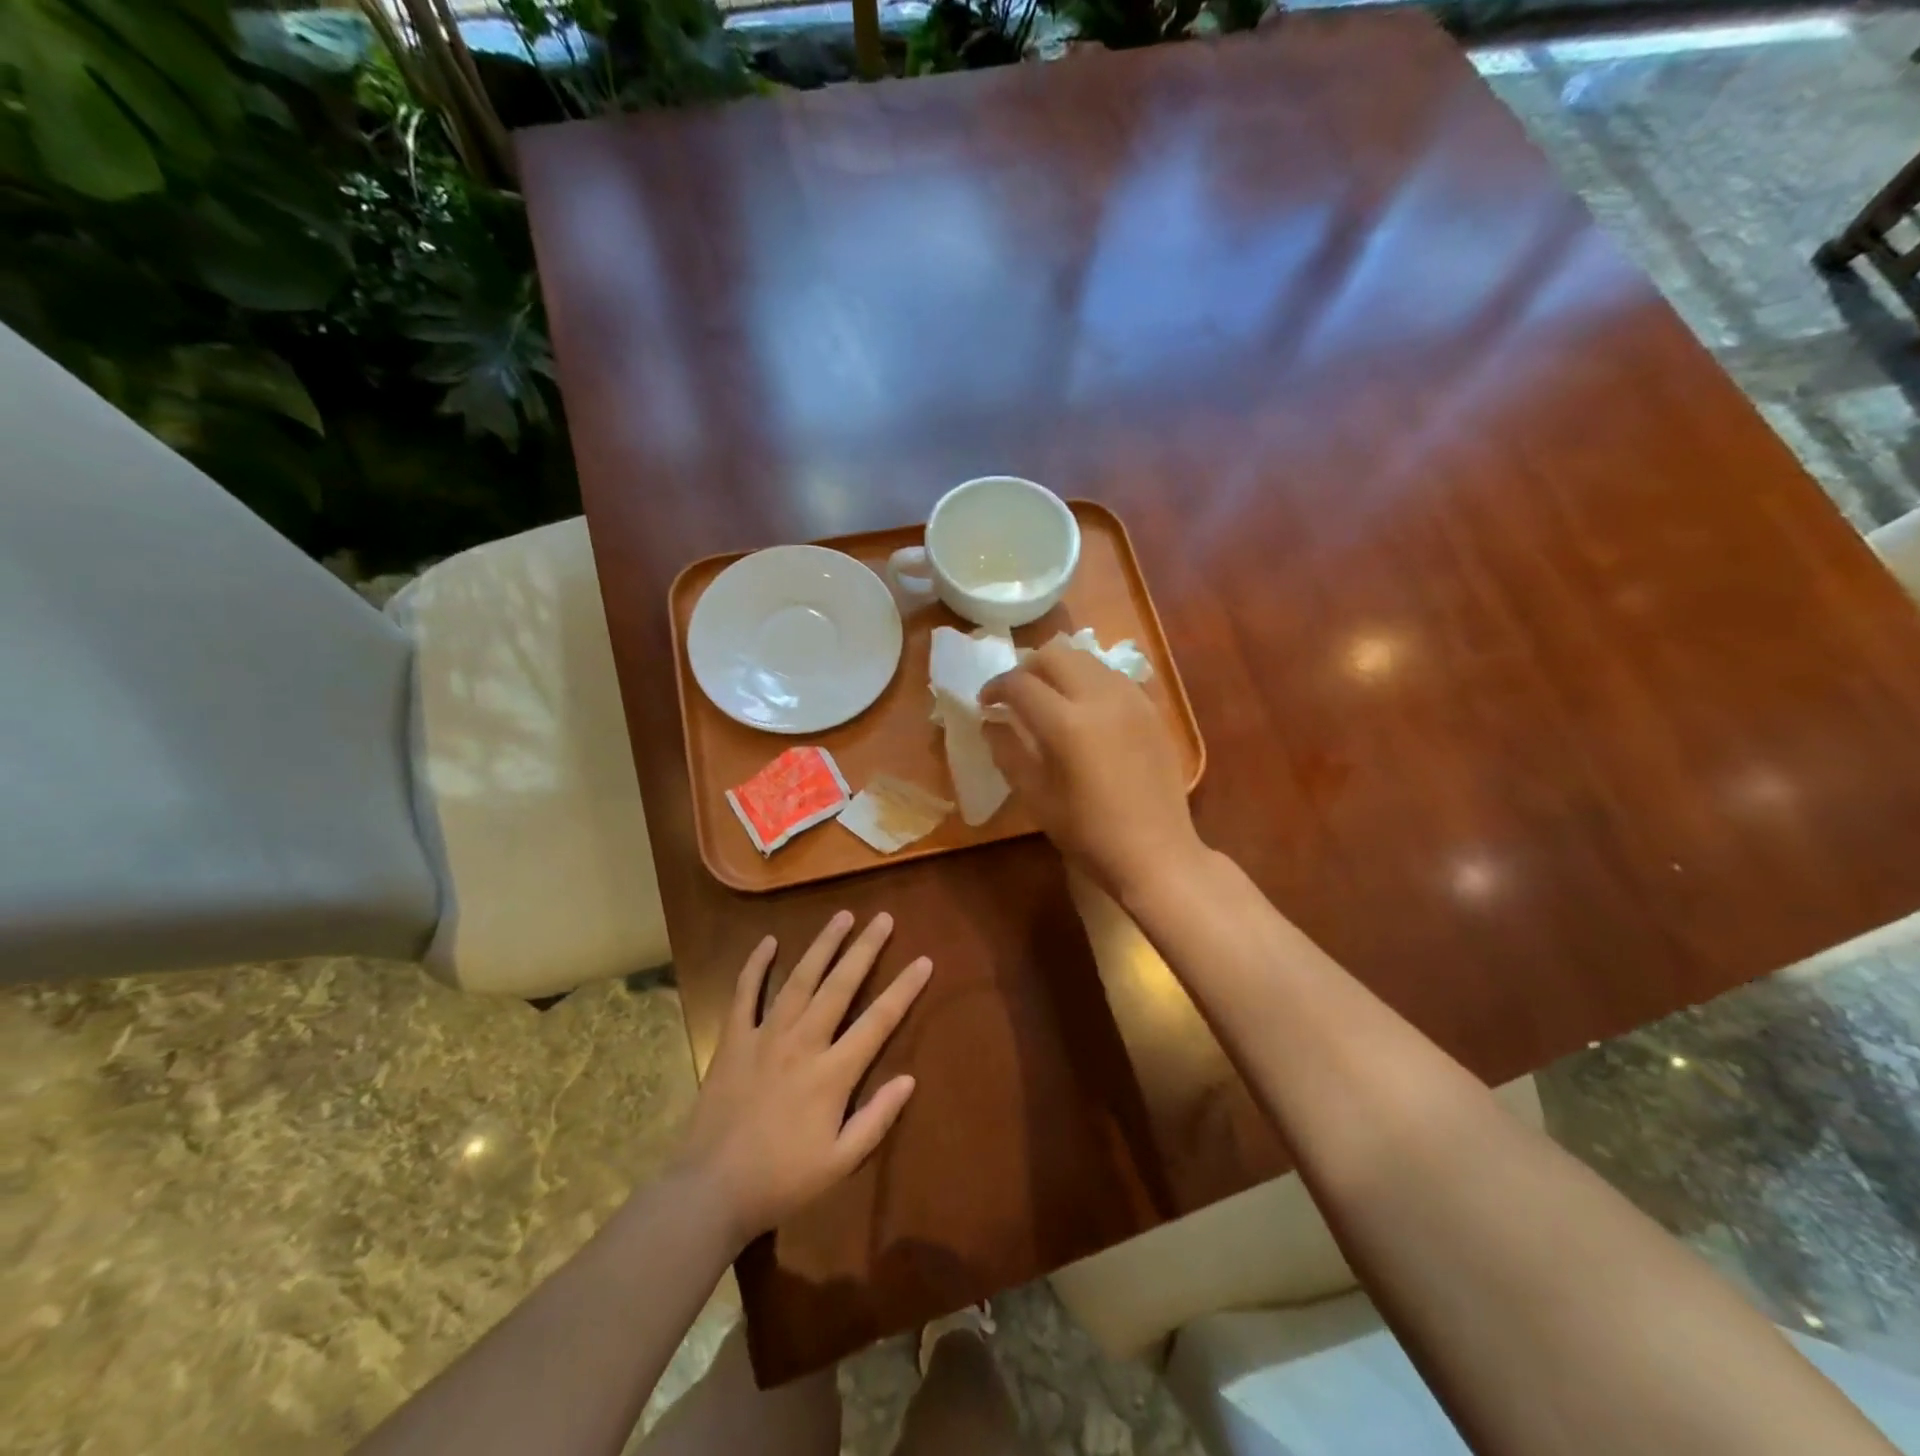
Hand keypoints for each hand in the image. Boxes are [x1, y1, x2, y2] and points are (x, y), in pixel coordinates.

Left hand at [673, 911, 930, 1248]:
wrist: (710, 1190)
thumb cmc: (782, 1180)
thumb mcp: (840, 1163)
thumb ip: (876, 1119)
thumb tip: (908, 1079)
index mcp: (832, 1073)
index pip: (878, 1021)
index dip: (904, 989)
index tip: (923, 961)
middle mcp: (803, 1043)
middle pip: (840, 985)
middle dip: (865, 949)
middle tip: (883, 918)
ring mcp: (765, 1036)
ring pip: (800, 979)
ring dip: (822, 945)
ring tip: (842, 916)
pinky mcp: (734, 1040)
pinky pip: (745, 994)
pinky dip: (755, 965)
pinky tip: (768, 941)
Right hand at [980, 639, 1203, 897]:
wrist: (1155, 852)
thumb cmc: (1088, 834)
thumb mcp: (1036, 797)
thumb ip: (1008, 752)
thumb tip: (991, 722)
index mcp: (1067, 724)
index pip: (1020, 683)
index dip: (995, 688)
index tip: (985, 703)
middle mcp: (1101, 698)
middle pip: (1055, 654)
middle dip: (1027, 668)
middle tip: (1015, 696)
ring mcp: (1132, 699)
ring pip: (1086, 658)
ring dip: (1060, 670)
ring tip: (1049, 699)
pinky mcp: (1151, 709)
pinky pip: (1112, 677)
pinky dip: (1089, 681)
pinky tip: (1084, 712)